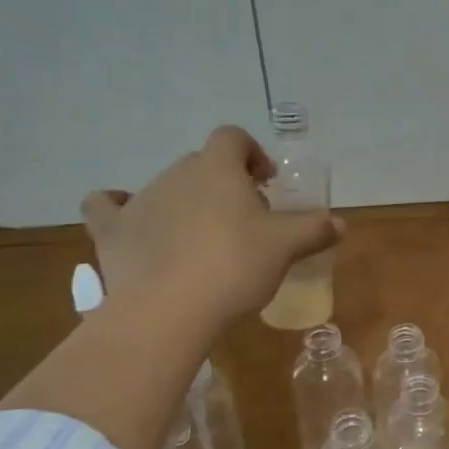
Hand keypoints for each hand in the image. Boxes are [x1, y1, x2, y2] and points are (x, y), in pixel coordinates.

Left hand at [80, 125, 341, 325]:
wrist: (169, 310)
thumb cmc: (235, 267)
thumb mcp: (286, 248)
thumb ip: (314, 230)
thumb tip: (340, 224)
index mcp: (218, 168)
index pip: (232, 137)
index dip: (251, 153)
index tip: (266, 182)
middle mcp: (176, 174)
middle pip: (202, 164)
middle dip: (223, 184)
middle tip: (244, 220)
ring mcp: (139, 201)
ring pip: (166, 188)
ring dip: (186, 202)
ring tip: (202, 241)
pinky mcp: (111, 232)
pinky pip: (107, 207)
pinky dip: (118, 209)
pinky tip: (130, 223)